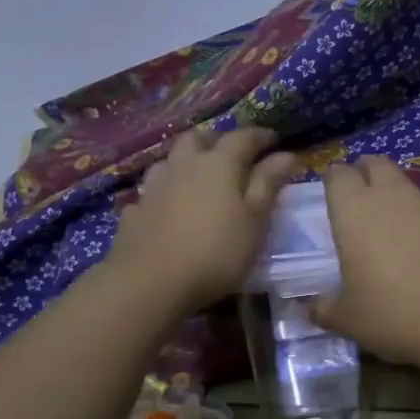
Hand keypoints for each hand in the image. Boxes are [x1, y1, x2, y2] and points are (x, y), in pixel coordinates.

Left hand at [109, 128, 298, 313]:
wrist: (150, 282)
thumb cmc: (216, 252)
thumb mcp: (255, 221)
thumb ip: (268, 185)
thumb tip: (286, 155)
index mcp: (219, 164)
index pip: (242, 137)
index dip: (260, 136)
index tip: (274, 140)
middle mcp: (184, 165)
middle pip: (198, 138)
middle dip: (217, 140)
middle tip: (232, 154)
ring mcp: (154, 186)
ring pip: (171, 160)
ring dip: (186, 162)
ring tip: (198, 178)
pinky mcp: (134, 210)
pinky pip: (152, 190)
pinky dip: (164, 192)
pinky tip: (168, 207)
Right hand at [308, 156, 419, 364]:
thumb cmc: (398, 312)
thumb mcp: (351, 320)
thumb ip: (326, 310)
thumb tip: (312, 309)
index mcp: (355, 210)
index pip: (337, 174)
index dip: (333, 183)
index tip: (331, 200)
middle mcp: (392, 195)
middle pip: (375, 164)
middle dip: (365, 174)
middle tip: (360, 203)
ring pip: (408, 186)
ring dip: (399, 200)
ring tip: (396, 235)